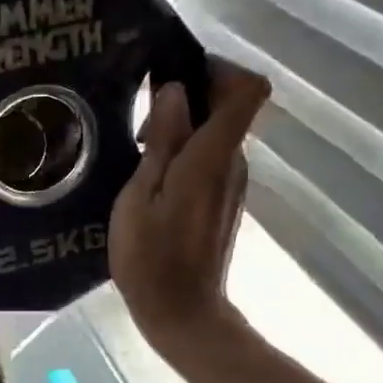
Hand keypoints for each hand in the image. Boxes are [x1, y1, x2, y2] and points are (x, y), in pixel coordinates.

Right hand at [109, 64, 270, 353]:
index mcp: (213, 157)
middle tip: (139, 117)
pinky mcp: (223, 202)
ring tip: (135, 148)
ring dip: (182, 129)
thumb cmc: (151, 258)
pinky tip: (149, 177)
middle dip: (189, 97)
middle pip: (230, 107)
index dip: (219, 69)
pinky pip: (210, 159)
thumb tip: (174, 92)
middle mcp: (233, 163)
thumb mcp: (139, 197)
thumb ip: (161, 142)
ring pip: (216, 134)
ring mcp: (232, 184)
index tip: (176, 74)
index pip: (247, 90)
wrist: (182, 313)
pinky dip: (184, 154)